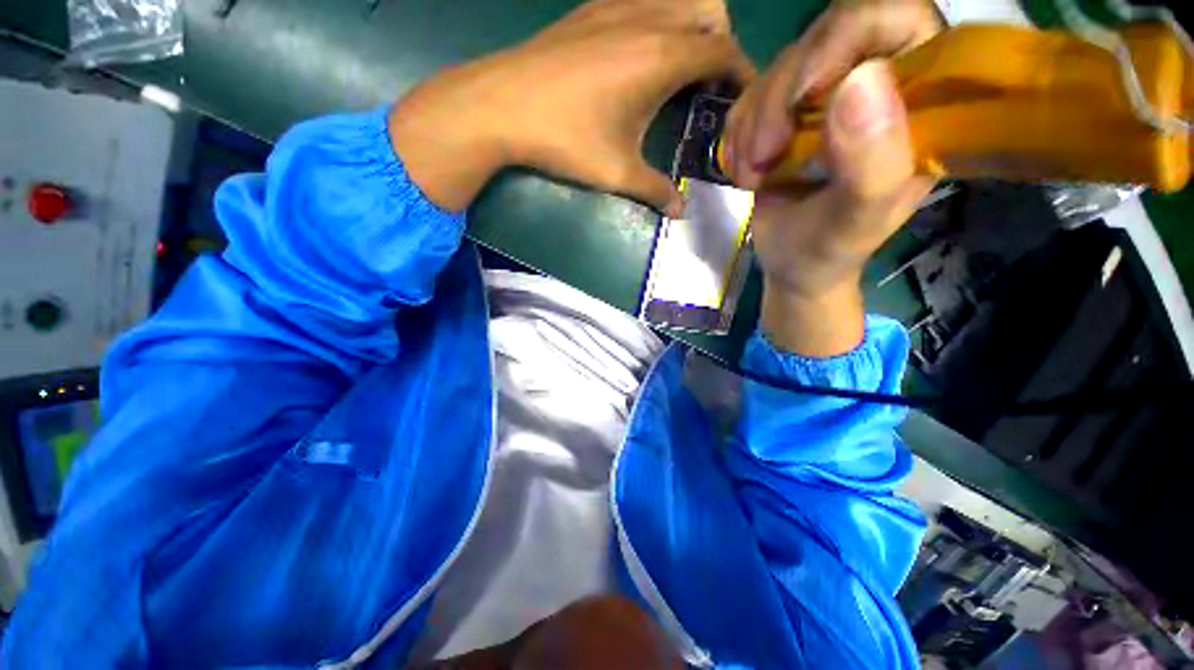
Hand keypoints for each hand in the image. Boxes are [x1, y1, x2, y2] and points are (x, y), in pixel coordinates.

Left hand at [390, 0, 752, 212]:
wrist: (500, 105)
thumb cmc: (566, 140)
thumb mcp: (617, 172)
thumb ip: (655, 190)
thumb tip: (680, 212)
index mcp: (662, 56)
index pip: (724, 51)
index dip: (743, 73)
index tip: (745, 98)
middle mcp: (649, 18)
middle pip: (710, 11)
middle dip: (721, 44)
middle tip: (710, 86)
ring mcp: (617, 5)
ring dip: (692, 26)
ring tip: (679, 69)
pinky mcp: (591, 9)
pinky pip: (644, 0)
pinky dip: (659, 19)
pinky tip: (641, 54)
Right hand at [722, 0, 941, 355]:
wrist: (791, 265)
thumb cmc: (828, 251)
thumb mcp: (856, 221)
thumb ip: (873, 164)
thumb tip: (860, 79)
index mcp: (919, 101)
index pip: (895, 17)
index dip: (844, 40)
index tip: (805, 98)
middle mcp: (877, 85)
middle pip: (822, 39)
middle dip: (780, 100)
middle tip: (764, 157)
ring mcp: (827, 96)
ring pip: (778, 69)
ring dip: (752, 126)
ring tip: (753, 176)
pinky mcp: (787, 113)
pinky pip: (750, 98)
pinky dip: (738, 136)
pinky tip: (746, 170)